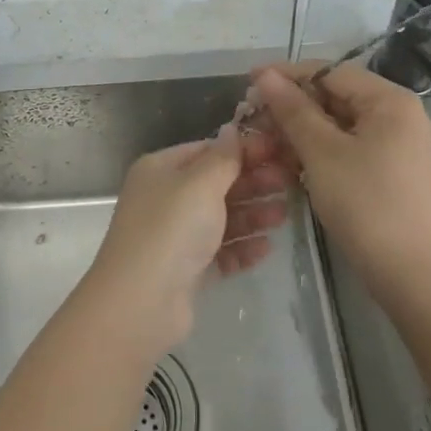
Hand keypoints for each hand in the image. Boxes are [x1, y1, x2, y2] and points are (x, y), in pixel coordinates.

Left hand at [81, 127, 289, 356]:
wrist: (141, 302)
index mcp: (161, 169)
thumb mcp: (201, 183)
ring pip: (220, 218)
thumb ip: (224, 157)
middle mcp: (166, 198)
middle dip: (252, 182)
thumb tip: (232, 129)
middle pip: (216, 184)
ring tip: (284, 215)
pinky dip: (241, 248)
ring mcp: (175, 235)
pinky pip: (219, 252)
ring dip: (252, 214)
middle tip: (290, 182)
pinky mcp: (185, 270)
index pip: (208, 150)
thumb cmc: (171, 229)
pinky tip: (266, 248)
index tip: (280, 150)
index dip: (243, 149)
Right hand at [248, 62, 430, 285]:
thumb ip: (292, 109)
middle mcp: (398, 114)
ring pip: (339, 122)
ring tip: (265, 140)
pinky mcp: (390, 168)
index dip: (288, 75)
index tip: (250, 81)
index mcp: (390, 101)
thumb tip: (265, 74)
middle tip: (254, 116)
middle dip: (293, 105)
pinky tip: (290, 160)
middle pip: (335, 96)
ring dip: (302, 129)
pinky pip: (348, 144)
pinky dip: (320, 149)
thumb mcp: (321, 152)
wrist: (408, 273)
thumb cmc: (364, 203)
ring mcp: (397, 143)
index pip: (331, 72)